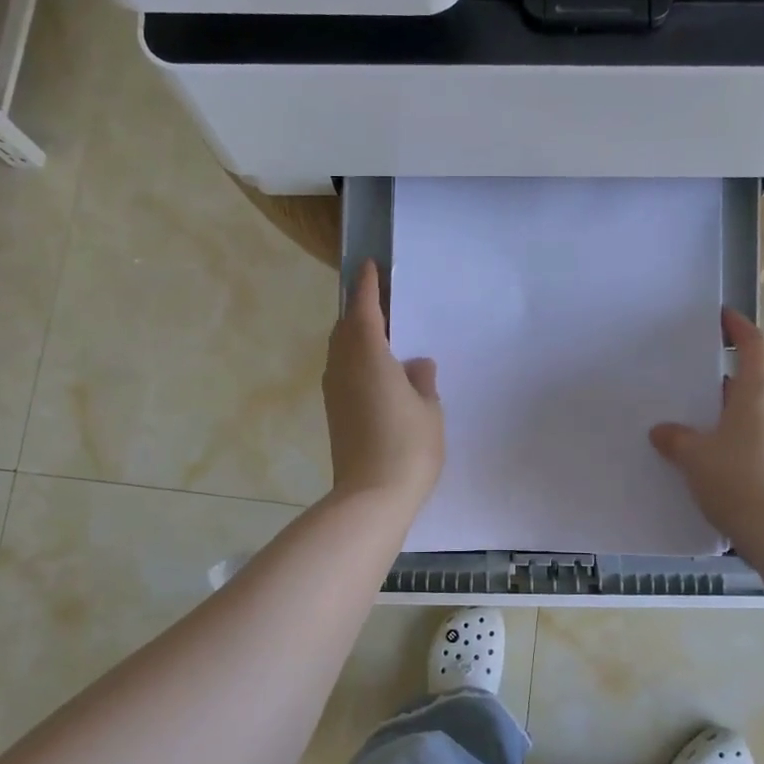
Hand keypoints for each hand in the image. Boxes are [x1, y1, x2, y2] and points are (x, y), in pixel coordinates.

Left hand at [323, 260, 444, 509]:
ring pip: (340, 351)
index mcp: (369, 356)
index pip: (365, 310)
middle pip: (346, 328)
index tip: (369, 267)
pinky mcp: (335, 414)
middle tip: (381, 301)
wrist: (372, 497)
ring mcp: (335, 392)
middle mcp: (344, 368)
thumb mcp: (429, 409)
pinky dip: (354, 359)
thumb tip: (417, 365)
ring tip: (380, 334)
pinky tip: (375, 370)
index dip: (368, 287)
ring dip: (355, 336)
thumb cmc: (408, 447)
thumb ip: (423, 381)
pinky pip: (342, 371)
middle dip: (360, 310)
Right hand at [650, 307, 763, 553]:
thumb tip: (663, 431)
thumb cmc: (738, 479)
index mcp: (759, 392)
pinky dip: (726, 434)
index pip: (753, 345)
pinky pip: (748, 436)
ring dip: (721, 407)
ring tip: (685, 412)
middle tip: (685, 370)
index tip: (719, 317)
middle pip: (750, 377)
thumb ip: (675, 438)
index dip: (737, 327)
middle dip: (719, 372)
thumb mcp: (694, 456)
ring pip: (747, 410)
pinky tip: (700, 450)